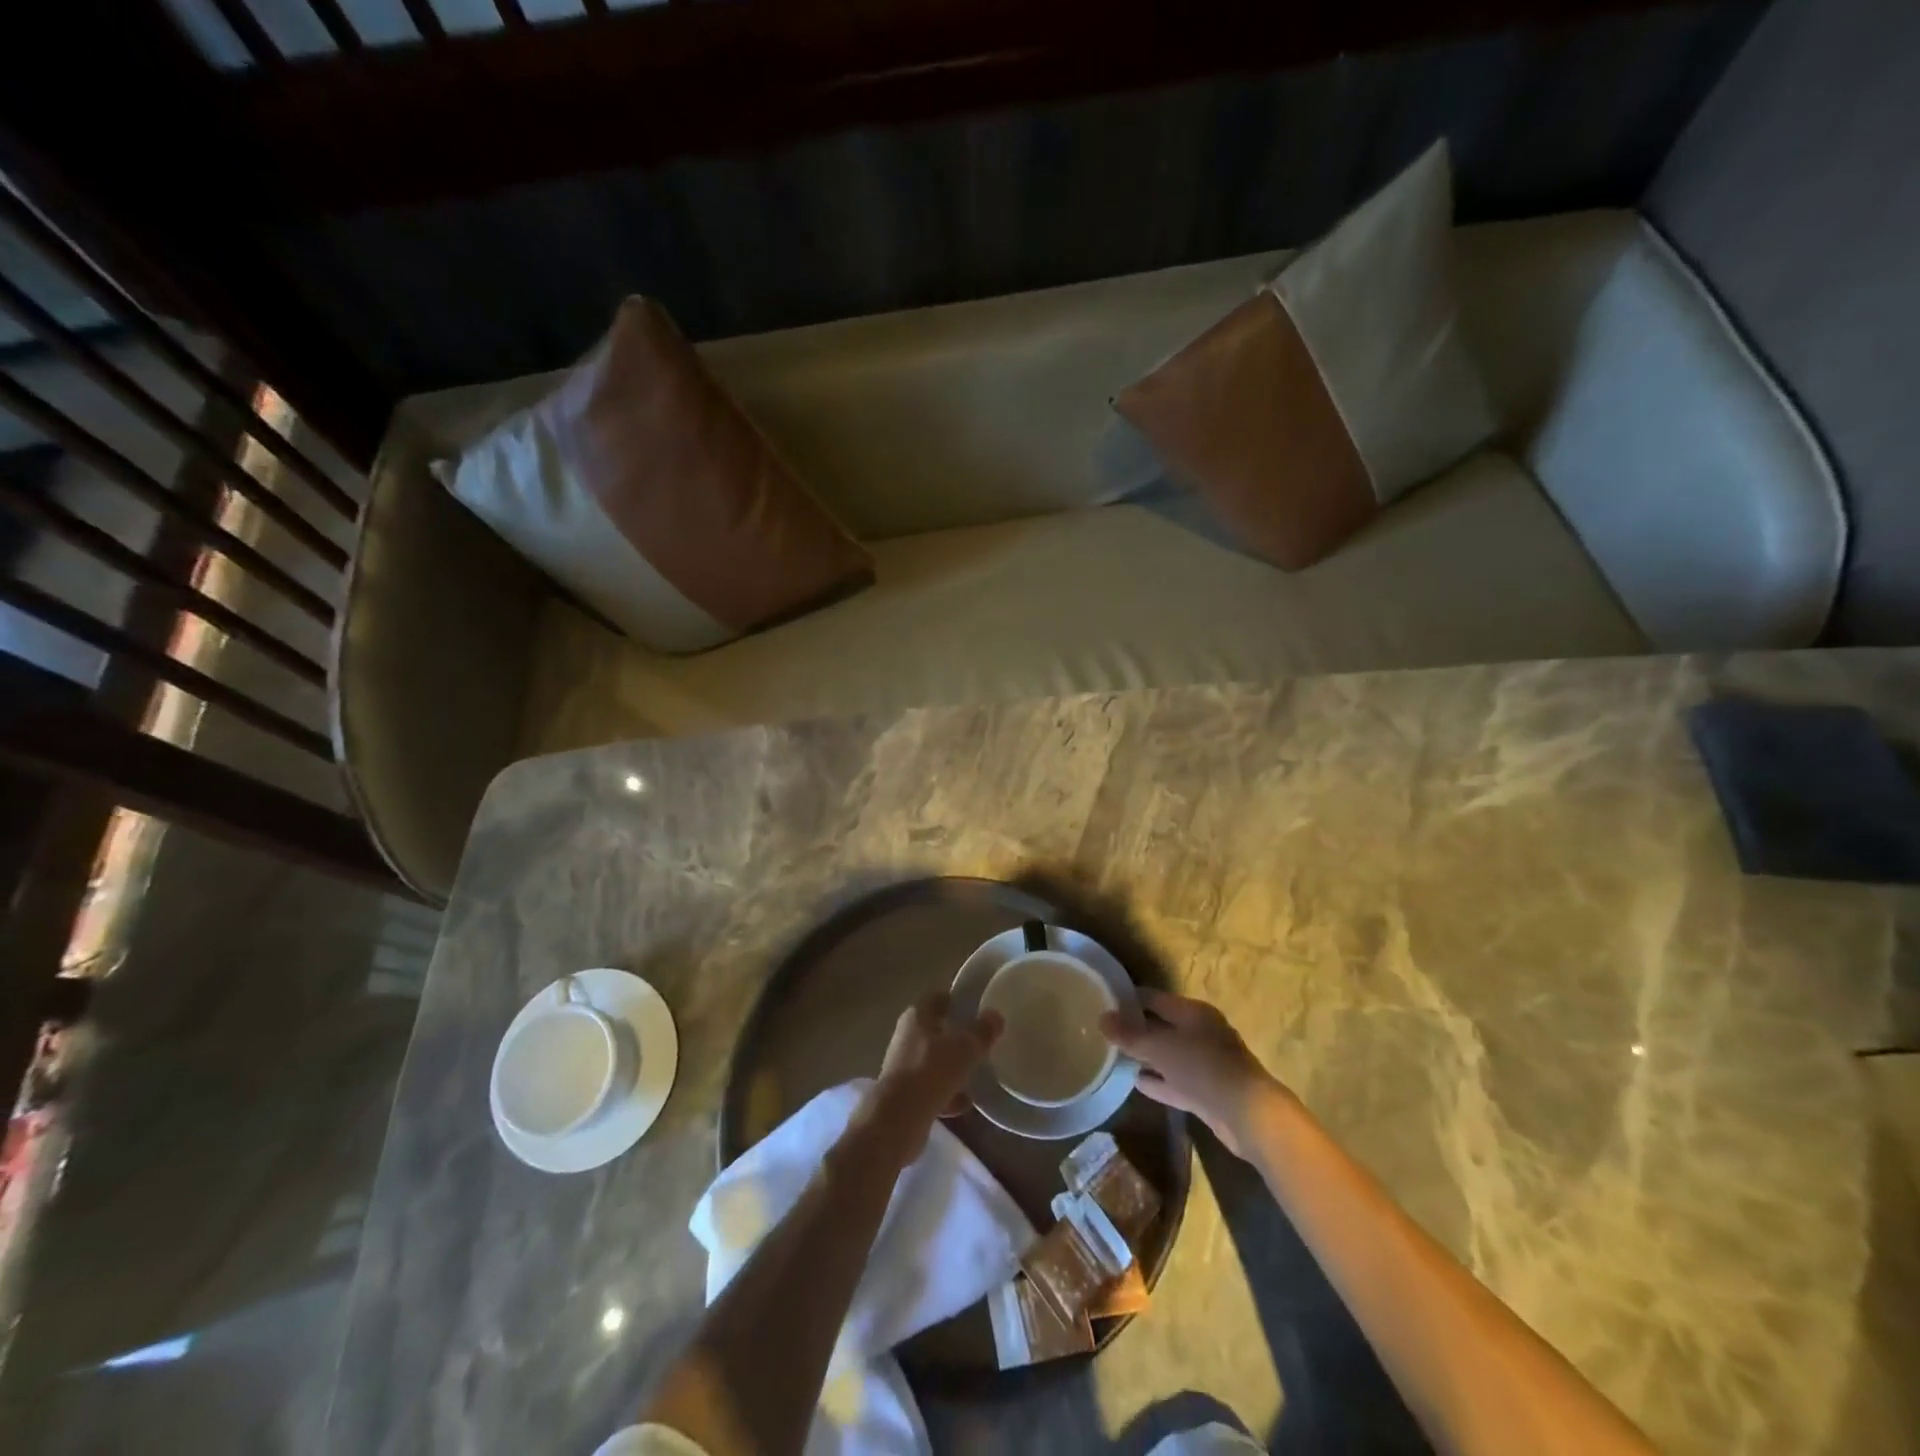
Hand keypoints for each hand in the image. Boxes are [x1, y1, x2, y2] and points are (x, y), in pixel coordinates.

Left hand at [872, 992, 1002, 1152]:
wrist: (897, 1119)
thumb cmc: (931, 1071)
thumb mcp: (965, 1048)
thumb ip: (981, 1031)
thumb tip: (995, 1015)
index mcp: (916, 1017)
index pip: (936, 999)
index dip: (953, 1001)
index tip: (973, 1007)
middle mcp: (906, 1037)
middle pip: (933, 1030)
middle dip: (954, 1036)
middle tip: (978, 1041)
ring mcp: (903, 1067)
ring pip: (932, 1061)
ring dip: (951, 1067)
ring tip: (975, 1074)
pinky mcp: (903, 1095)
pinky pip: (930, 1088)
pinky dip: (946, 1094)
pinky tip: (964, 1103)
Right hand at [1101, 990, 1290, 1158]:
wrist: (1247, 1114)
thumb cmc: (1202, 1067)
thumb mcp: (1159, 1047)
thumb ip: (1129, 1035)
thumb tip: (1101, 1018)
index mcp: (1193, 1012)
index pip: (1154, 998)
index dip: (1129, 999)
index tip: (1104, 1002)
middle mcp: (1201, 1032)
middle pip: (1162, 1025)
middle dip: (1136, 1028)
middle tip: (1106, 1032)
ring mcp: (1205, 1063)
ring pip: (1168, 1055)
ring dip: (1146, 1056)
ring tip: (1115, 1056)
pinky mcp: (1207, 1091)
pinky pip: (1175, 1080)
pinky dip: (1158, 1080)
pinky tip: (1136, 1082)